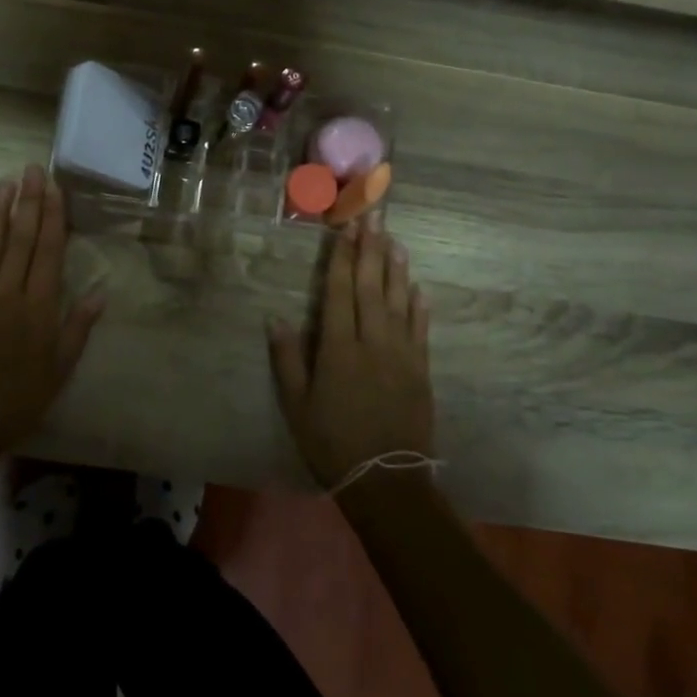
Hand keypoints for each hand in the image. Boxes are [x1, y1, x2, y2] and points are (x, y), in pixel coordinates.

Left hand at [0, 165, 104, 461]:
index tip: (53, 187)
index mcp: (38, 308)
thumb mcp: (59, 370)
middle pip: (20, 238)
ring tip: (4, 183)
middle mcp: (7, 293)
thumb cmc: (17, 400)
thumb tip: (100, 291)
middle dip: (27, 201)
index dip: (53, 215)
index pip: (49, 250)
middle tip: (30, 169)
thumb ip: (78, 328)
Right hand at [267, 215, 434, 489]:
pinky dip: (418, 305)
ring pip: (398, 301)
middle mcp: (372, 341)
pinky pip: (420, 329)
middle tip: (374, 217)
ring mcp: (401, 354)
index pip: (339, 291)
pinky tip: (418, 287)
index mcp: (338, 348)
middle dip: (370, 249)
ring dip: (396, 268)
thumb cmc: (332, 442)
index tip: (345, 228)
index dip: (341, 257)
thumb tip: (275, 317)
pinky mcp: (421, 370)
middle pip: (370, 286)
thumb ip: (287, 359)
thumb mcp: (296, 405)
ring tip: (395, 239)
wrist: (386, 480)